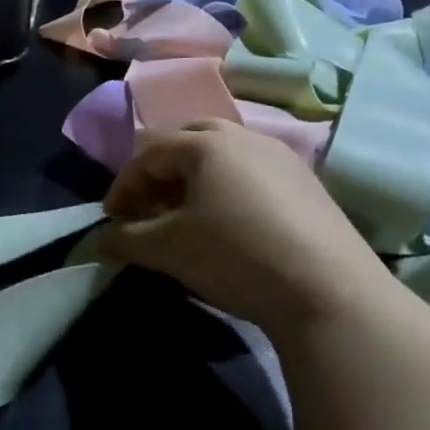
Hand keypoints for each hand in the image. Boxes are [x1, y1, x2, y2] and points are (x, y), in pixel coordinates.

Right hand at [101, 120, 394, 337]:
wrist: (329, 292)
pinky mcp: (309, 183)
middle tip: (151, 207)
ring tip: (189, 217)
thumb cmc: (235, 256)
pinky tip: (233, 225)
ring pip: (225, 155)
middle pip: (189, 140)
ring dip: (197, 179)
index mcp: (205, 144)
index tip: (112, 218)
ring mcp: (282, 157)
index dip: (124, 185)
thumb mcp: (168, 250)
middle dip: (162, 172)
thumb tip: (100, 242)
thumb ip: (126, 239)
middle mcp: (244, 137)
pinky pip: (255, 173)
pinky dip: (231, 189)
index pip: (149, 154)